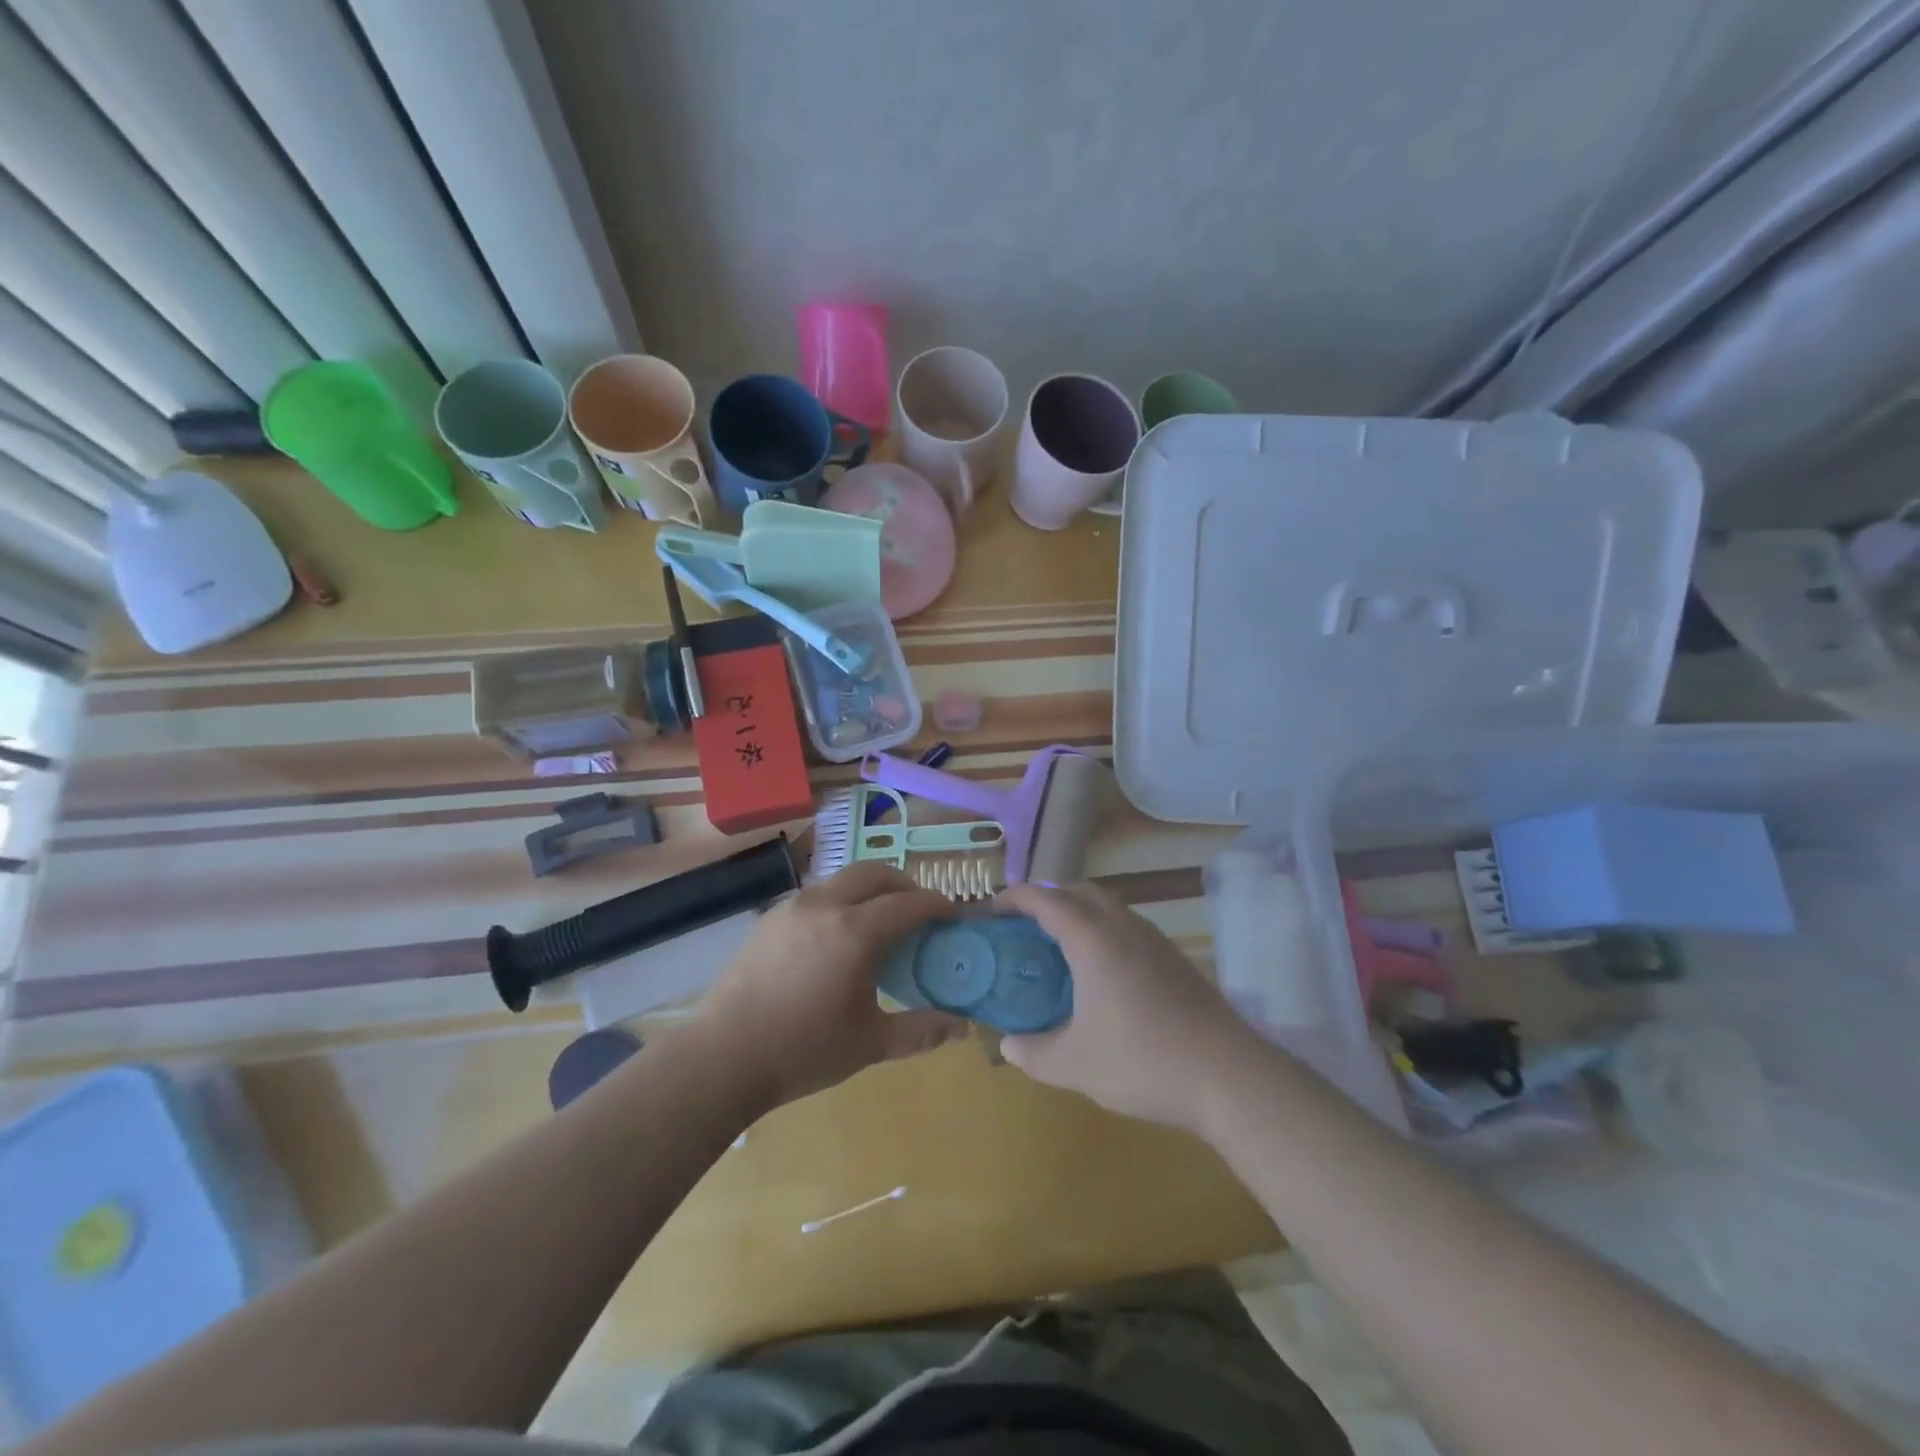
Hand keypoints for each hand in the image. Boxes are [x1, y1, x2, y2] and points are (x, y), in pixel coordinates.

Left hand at [693, 862, 967, 1110]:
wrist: (723, 1056)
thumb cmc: (802, 1050)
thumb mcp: (870, 1044)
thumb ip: (920, 1030)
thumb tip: (961, 1025)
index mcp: (855, 932)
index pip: (909, 903)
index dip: (937, 905)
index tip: (953, 915)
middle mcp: (825, 905)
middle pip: (876, 873)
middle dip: (905, 884)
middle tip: (919, 911)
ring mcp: (793, 907)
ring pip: (844, 879)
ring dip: (871, 889)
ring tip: (880, 923)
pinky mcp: (771, 917)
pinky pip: (819, 894)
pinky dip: (842, 900)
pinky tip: (839, 937)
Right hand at [996, 881, 1260, 1132]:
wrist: (1228, 1075)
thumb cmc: (1142, 1061)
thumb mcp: (1074, 1065)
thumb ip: (1033, 1053)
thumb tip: (1009, 1045)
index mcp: (1092, 939)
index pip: (1044, 899)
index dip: (1012, 898)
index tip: (990, 911)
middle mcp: (1122, 926)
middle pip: (1078, 891)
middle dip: (1047, 899)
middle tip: (1023, 928)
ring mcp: (1154, 939)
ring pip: (1108, 906)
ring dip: (1078, 913)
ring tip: (1058, 949)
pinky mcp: (1174, 958)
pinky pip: (1127, 926)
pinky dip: (1103, 931)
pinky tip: (1101, 974)